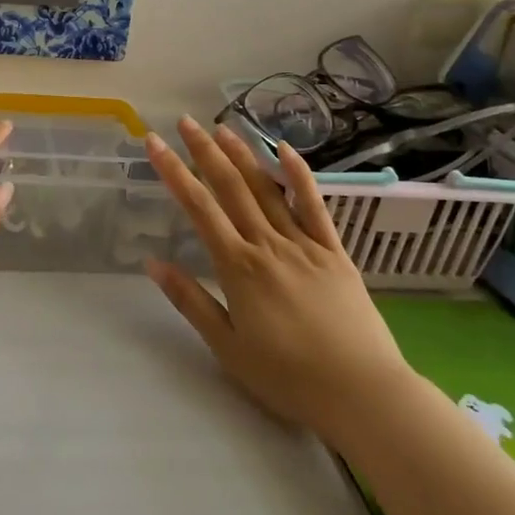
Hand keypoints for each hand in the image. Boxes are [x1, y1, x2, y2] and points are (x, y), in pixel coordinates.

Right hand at [143, 115, 409, 427]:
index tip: (154, 143)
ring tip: (222, 127)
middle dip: (204, 151)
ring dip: (243, 155)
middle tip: (184, 121)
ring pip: (267, 189)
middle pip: (230, 187)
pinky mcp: (334, 251)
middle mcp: (267, 244)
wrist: (362, 393)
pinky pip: (314, 205)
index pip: (198, 208)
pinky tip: (285, 149)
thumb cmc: (288, 377)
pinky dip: (299, 175)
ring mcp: (304, 244)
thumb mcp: (227, 347)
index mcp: (238, 267)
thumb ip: (190, 301)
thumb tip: (153, 263)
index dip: (173, 171)